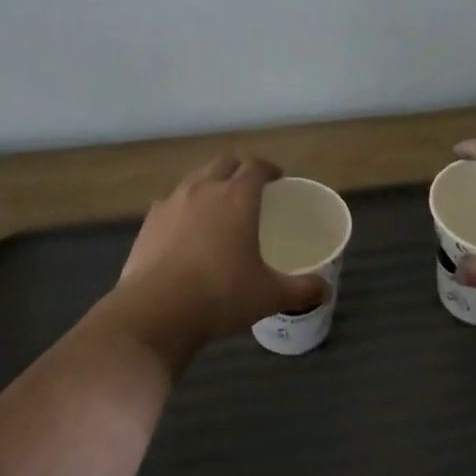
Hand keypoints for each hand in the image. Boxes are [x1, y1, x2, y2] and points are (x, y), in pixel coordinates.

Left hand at [95, 156, 325, 366]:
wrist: (157, 311)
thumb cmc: (222, 295)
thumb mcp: (269, 295)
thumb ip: (301, 289)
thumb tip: (326, 290)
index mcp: (238, 197)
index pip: (256, 166)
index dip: (268, 169)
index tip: (277, 179)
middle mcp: (204, 189)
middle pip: (224, 163)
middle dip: (239, 170)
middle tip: (249, 188)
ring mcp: (172, 202)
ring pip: (194, 179)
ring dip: (209, 184)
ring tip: (217, 205)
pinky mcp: (148, 222)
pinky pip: (170, 203)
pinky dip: (183, 207)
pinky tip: (185, 229)